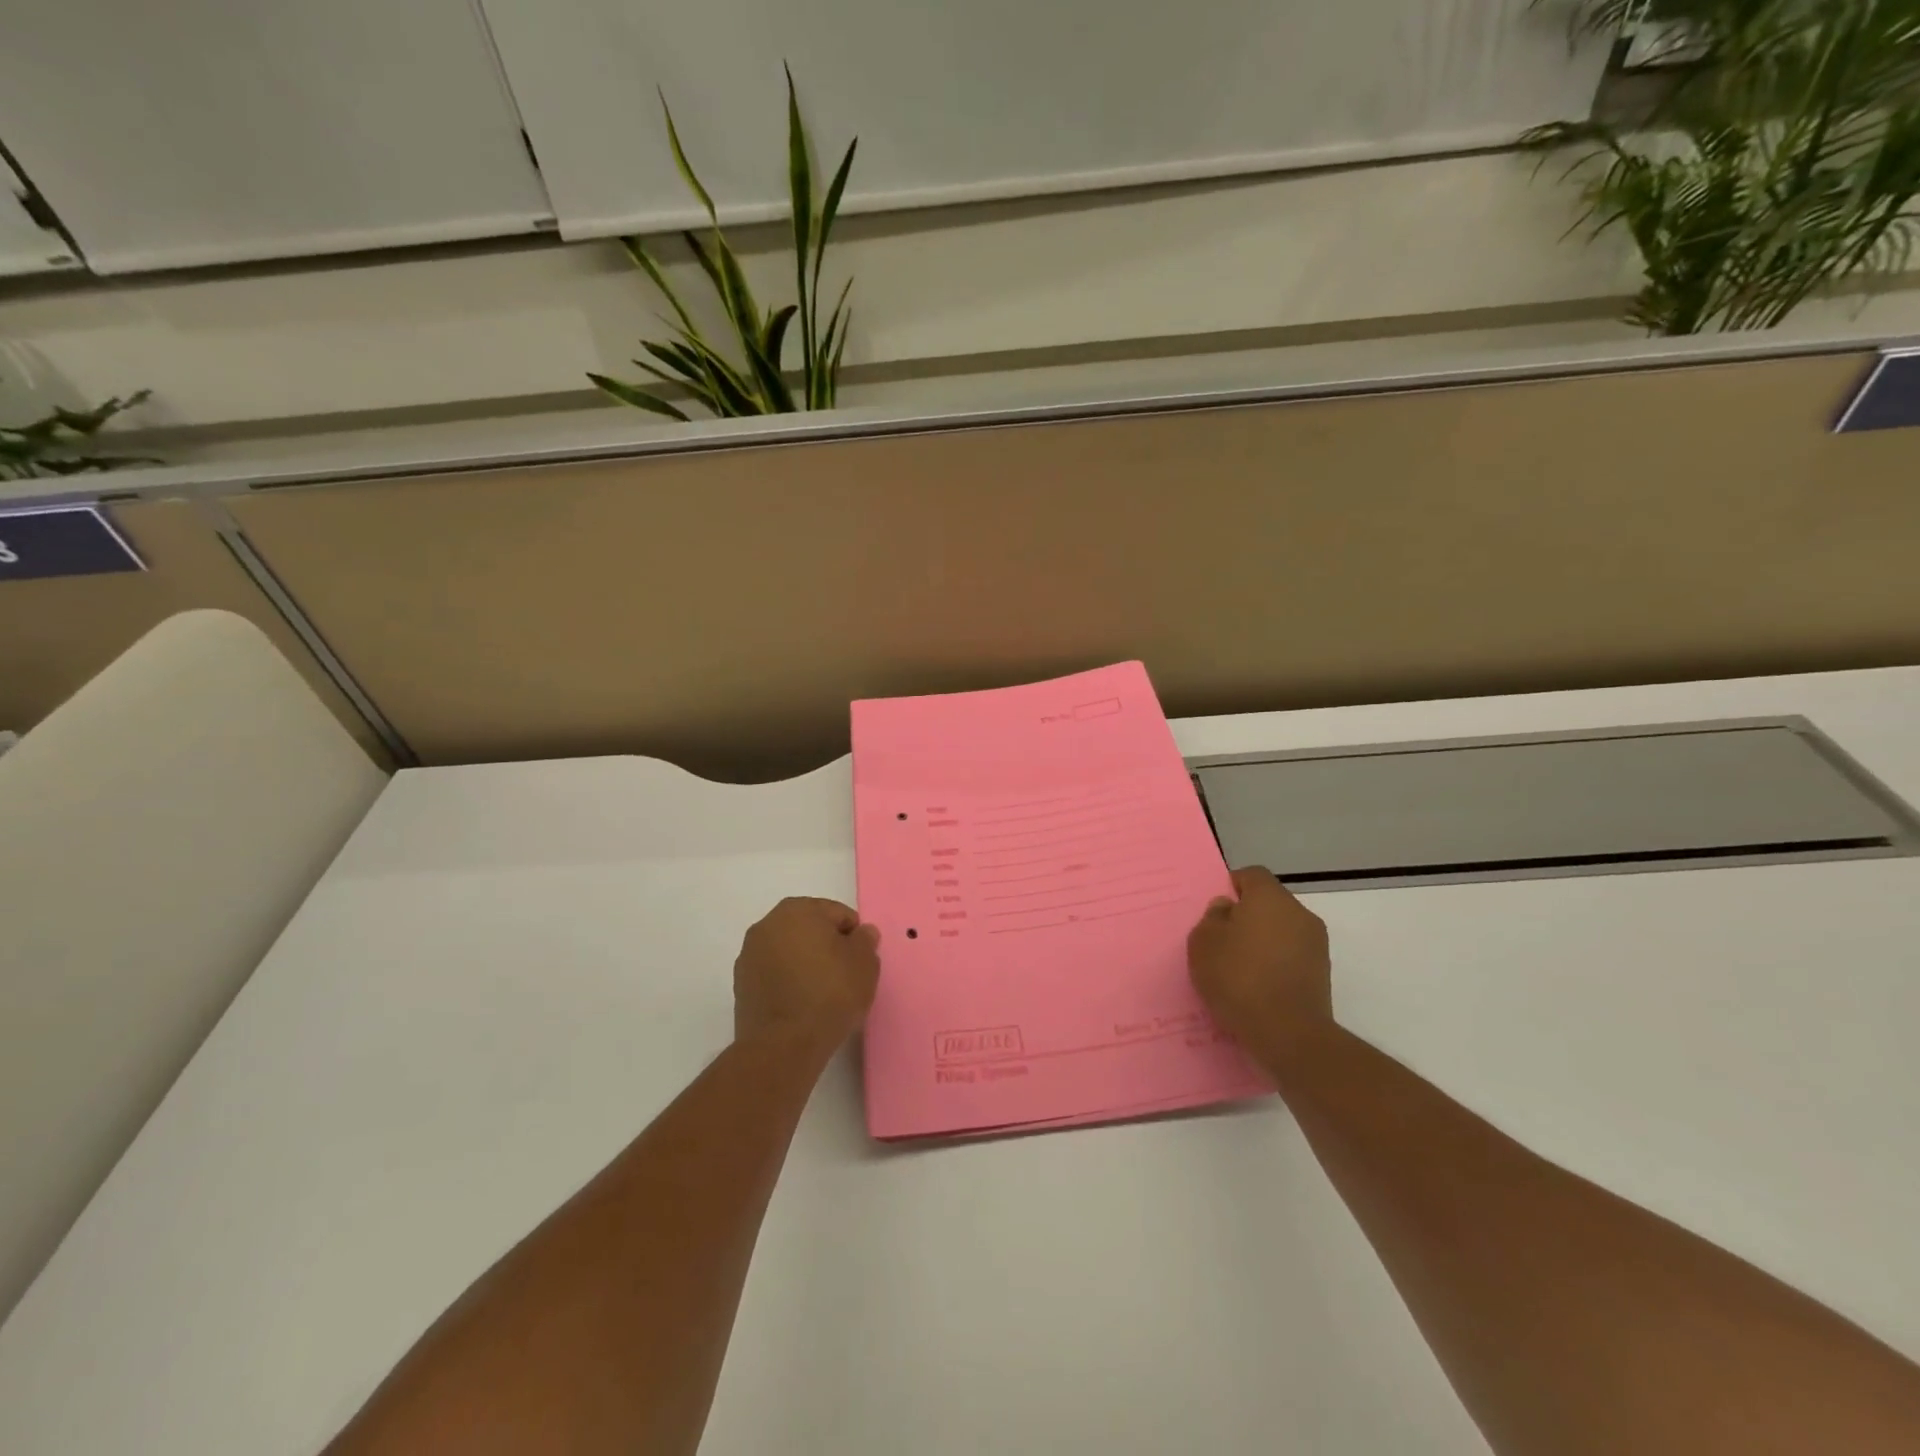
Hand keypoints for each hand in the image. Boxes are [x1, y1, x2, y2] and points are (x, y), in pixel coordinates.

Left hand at [733, 897, 881, 1053]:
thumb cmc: (830, 994)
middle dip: (827, 947)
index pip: (837, 914)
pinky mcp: (740, 985)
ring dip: (805, 963)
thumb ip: (865, 940)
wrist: (783, 1045)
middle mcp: (767, 924)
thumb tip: (861, 933)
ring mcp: (749, 955)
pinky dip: (788, 982)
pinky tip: (801, 1004)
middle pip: (810, 929)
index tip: (859, 962)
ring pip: (789, 952)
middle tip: (844, 976)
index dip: (854, 937)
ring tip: (821, 994)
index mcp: (797, 909)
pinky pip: (774, 974)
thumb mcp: (865, 963)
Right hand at [1188, 867, 1333, 1054]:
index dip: (1232, 886)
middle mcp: (1299, 913)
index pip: (1252, 875)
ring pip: (1282, 930)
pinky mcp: (1322, 974)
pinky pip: (1291, 956)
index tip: (1216, 910)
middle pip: (1269, 903)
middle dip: (1247, 916)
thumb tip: (1228, 908)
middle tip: (1222, 939)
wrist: (1288, 1034)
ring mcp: (1316, 944)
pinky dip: (1275, 964)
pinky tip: (1257, 986)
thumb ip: (1212, 918)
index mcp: (1270, 898)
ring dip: (1263, 941)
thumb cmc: (1238, 978)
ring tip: (1238, 967)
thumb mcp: (1203, 943)